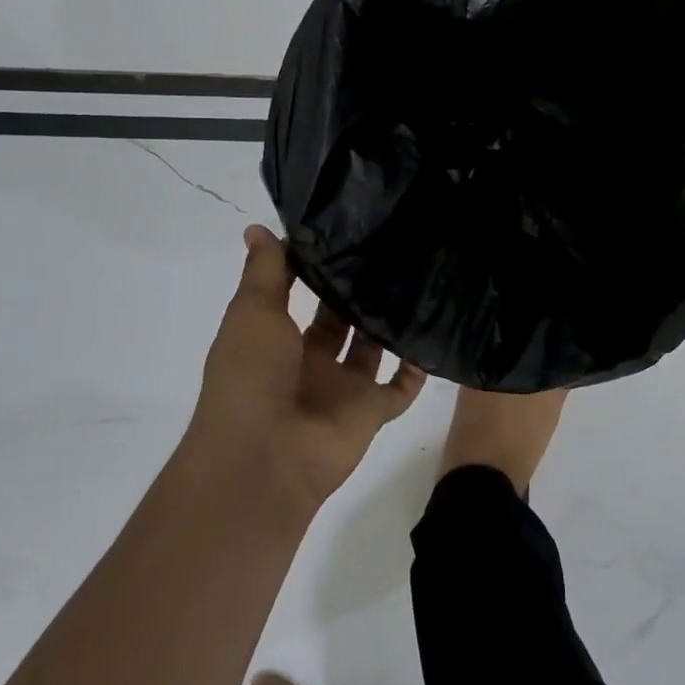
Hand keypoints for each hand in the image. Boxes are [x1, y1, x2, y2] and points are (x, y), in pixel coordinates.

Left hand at [186, 225, 425, 513]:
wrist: (265, 457)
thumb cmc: (251, 375)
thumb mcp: (252, 312)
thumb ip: (264, 271)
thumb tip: (258, 227)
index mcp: (276, 338)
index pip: (299, 294)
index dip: (316, 268)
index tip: (345, 232)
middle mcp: (309, 361)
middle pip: (339, 319)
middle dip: (357, 290)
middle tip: (391, 249)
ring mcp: (342, 388)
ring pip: (372, 346)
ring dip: (388, 321)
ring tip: (418, 279)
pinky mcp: (371, 411)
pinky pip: (401, 388)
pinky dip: (416, 367)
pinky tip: (433, 333)